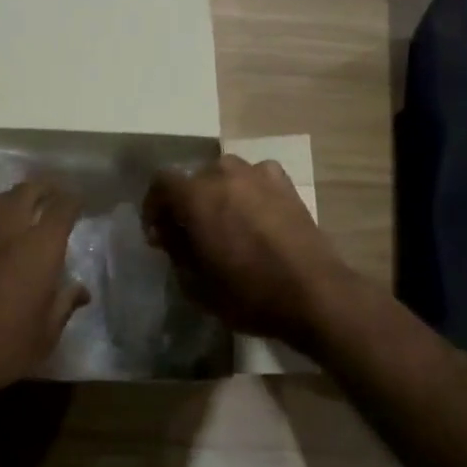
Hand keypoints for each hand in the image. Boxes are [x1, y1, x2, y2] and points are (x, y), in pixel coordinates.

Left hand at [0, 181, 88, 428]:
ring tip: (23, 209)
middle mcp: (8, 228)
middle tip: (53, 198)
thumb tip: (81, 290)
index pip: (62, 207)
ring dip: (16, 199)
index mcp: (39, 248)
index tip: (79, 203)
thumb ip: (64, 305)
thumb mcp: (44, 337)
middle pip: (29, 190)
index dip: (74, 201)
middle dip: (45, 189)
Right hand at [142, 155, 354, 354]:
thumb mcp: (195, 284)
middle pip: (192, 177)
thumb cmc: (248, 293)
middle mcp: (223, 174)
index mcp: (196, 196)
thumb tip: (169, 234)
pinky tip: (254, 212)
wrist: (313, 293)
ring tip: (224, 220)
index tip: (158, 234)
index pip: (161, 182)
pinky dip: (248, 189)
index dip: (154, 206)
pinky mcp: (284, 183)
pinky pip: (255, 176)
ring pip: (224, 173)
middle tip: (190, 232)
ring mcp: (257, 174)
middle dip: (185, 201)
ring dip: (216, 192)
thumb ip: (175, 251)